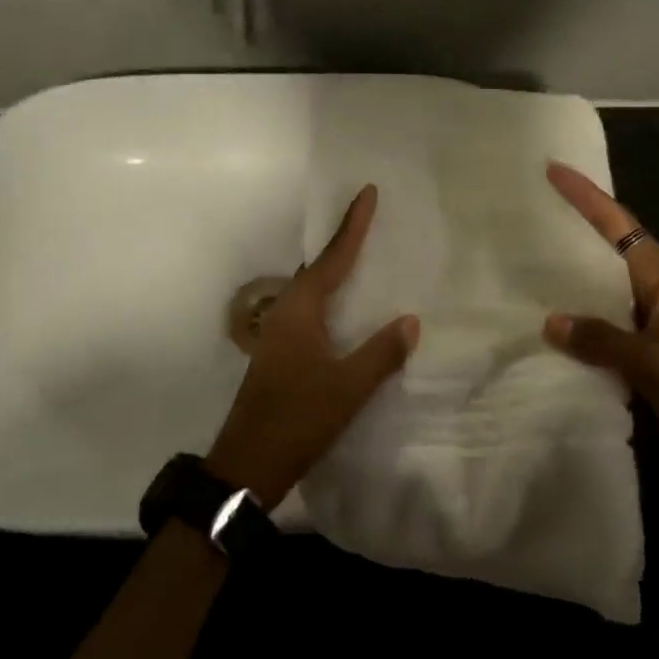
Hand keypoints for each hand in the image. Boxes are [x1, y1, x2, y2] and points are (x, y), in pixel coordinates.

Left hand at [207, 184, 418, 507]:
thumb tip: (410, 320)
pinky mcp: (281, 354)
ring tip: (362, 255)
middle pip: (318, 267)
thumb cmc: (297, 419)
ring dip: (335, 270)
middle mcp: (286, 313)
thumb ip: (380, 353)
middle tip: (368, 218)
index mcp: (301, 311)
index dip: (353, 226)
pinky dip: (331, 298)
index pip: (333, 258)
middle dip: (342, 242)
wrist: (247, 465)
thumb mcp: (348, 388)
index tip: (366, 192)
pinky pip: (311, 311)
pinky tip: (345, 310)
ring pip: (312, 290)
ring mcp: (279, 334)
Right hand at [542, 163, 658, 503]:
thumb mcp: (655, 362)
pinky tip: (545, 320)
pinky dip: (577, 317)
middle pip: (607, 247)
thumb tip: (549, 322)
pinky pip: (602, 321)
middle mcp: (655, 288)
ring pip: (601, 285)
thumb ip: (601, 339)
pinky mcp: (643, 348)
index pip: (619, 225)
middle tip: (527, 209)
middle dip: (572, 227)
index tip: (553, 169)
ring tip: (523, 258)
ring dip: (569, 275)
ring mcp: (649, 319)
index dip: (586, 196)